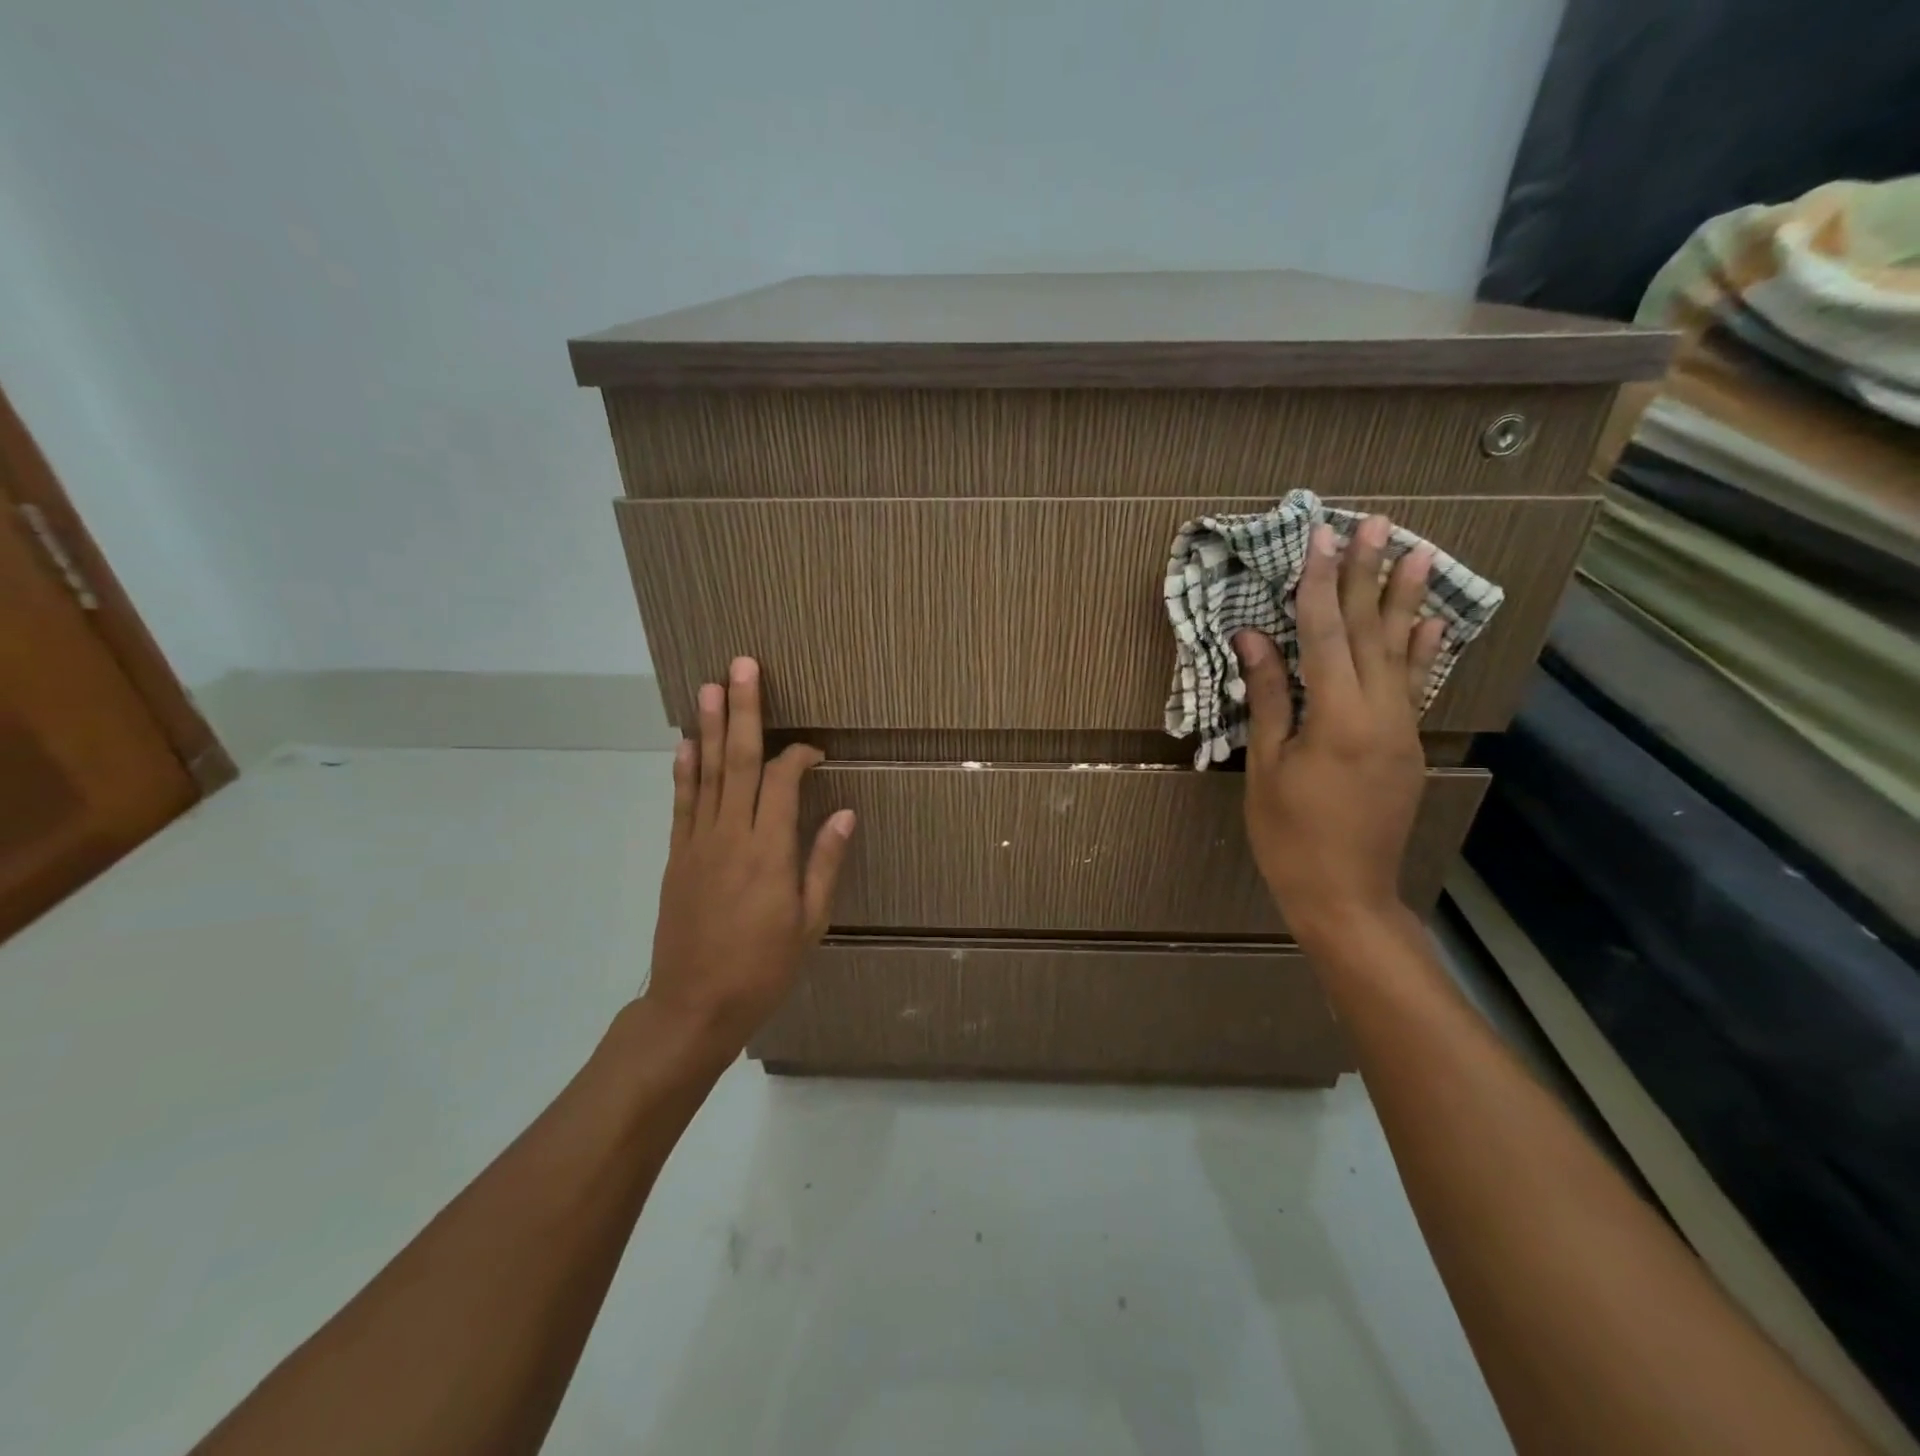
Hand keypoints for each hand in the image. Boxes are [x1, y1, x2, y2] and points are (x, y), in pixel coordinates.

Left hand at [643, 656, 854, 1055]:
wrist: (694, 1006)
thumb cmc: (763, 968)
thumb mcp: (810, 923)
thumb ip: (825, 863)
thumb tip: (845, 812)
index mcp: (769, 851)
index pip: (783, 781)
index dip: (799, 756)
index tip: (815, 749)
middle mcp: (731, 836)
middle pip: (738, 761)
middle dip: (743, 711)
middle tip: (741, 666)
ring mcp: (697, 843)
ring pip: (706, 773)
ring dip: (709, 727)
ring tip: (710, 687)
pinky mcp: (677, 856)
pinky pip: (682, 803)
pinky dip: (684, 770)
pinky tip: (685, 743)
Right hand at [1233, 516, 1444, 950]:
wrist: (1345, 895)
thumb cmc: (1289, 835)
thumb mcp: (1267, 767)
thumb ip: (1269, 697)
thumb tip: (1253, 638)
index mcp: (1338, 717)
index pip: (1327, 634)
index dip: (1322, 584)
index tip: (1324, 538)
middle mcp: (1381, 714)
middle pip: (1372, 632)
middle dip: (1371, 575)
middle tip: (1379, 523)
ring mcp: (1403, 729)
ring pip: (1404, 653)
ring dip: (1408, 601)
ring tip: (1421, 552)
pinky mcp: (1409, 746)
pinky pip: (1416, 687)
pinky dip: (1424, 651)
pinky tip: (1433, 622)